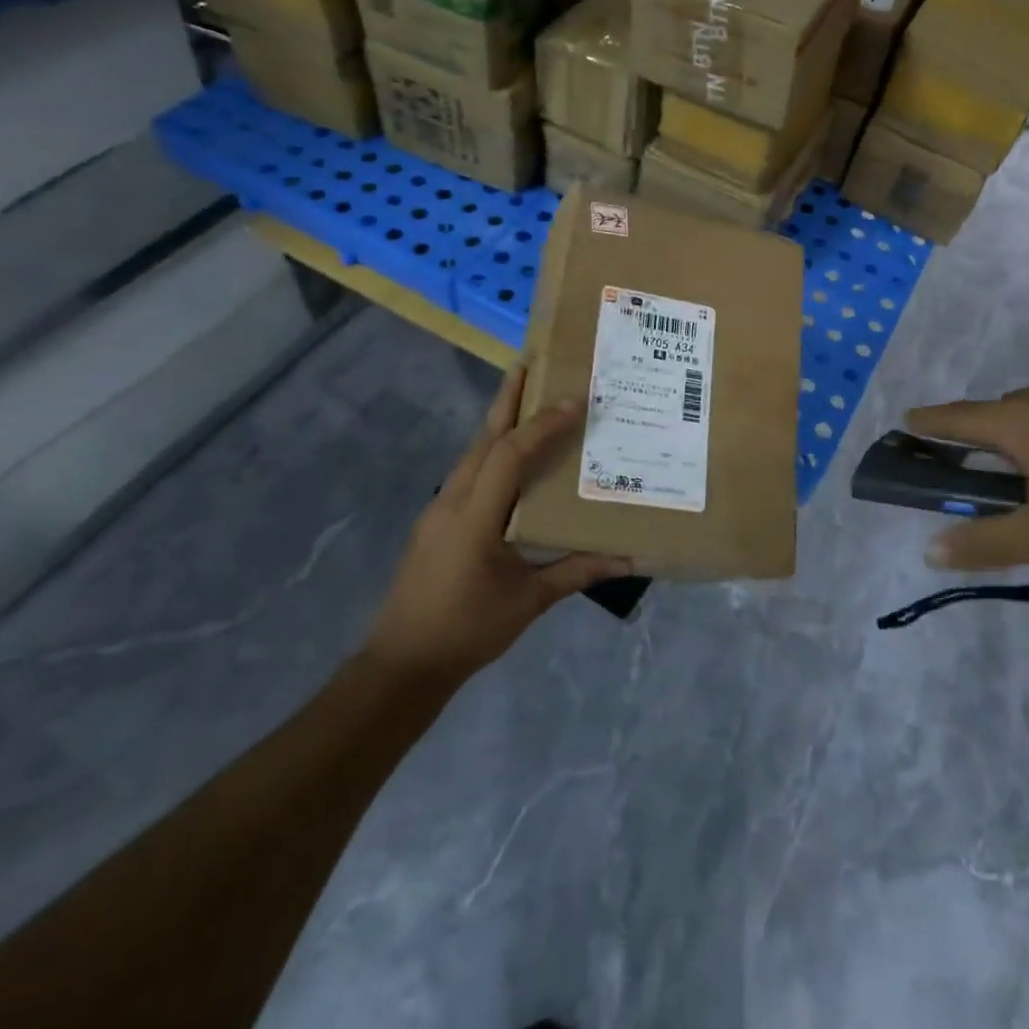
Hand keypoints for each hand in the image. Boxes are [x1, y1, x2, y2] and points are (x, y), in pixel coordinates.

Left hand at [365, 365, 632, 684]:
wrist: (401, 664)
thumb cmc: (466, 630)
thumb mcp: (528, 602)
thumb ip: (576, 572)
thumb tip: (626, 558)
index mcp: (475, 515)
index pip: (511, 454)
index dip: (543, 424)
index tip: (576, 401)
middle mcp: (453, 500)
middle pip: (483, 438)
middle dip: (507, 399)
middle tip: (530, 364)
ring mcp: (439, 509)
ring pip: (472, 452)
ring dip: (498, 423)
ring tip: (527, 400)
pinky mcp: (437, 522)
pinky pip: (468, 472)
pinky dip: (491, 451)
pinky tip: (510, 460)